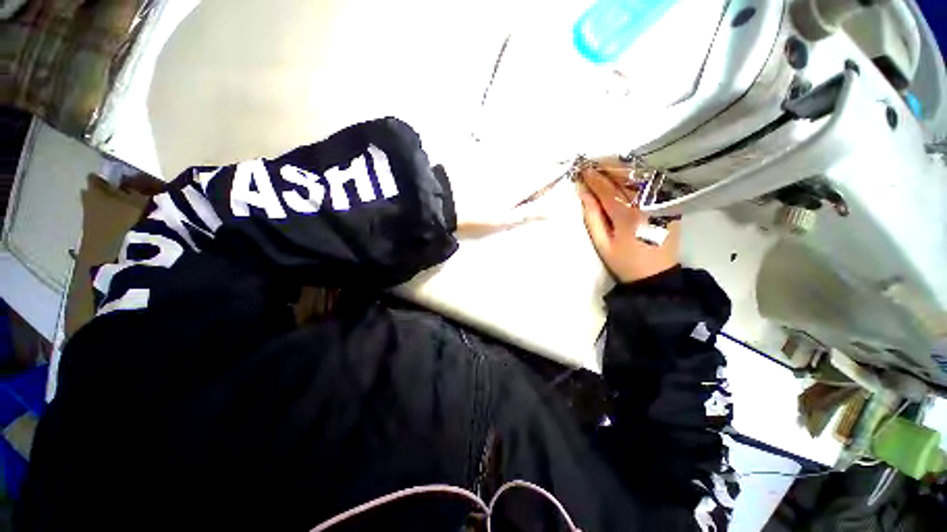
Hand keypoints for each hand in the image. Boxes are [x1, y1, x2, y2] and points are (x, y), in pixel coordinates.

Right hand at [577, 167, 679, 282]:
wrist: (656, 275)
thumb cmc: (624, 262)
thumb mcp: (602, 243)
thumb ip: (592, 216)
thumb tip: (583, 192)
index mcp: (628, 214)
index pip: (606, 188)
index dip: (592, 178)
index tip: (581, 170)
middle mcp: (647, 202)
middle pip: (624, 176)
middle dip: (606, 167)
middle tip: (592, 163)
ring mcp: (662, 200)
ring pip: (639, 175)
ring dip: (621, 168)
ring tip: (605, 165)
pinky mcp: (670, 202)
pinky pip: (651, 181)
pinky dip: (636, 174)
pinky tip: (625, 174)